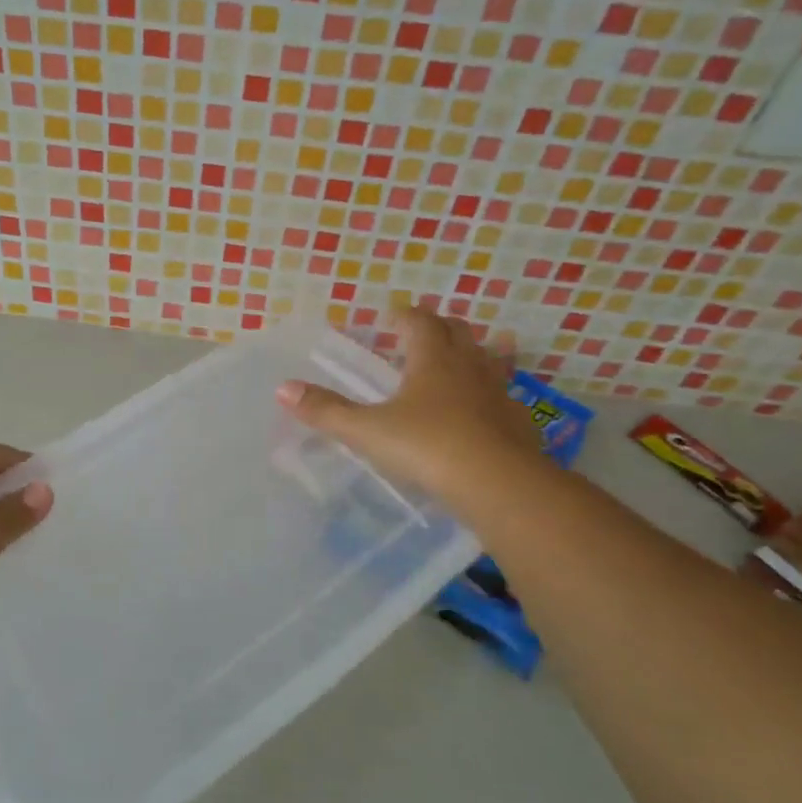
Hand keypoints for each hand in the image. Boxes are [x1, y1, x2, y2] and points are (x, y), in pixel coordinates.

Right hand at [276, 306, 543, 506]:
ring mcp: (499, 393)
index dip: (404, 317)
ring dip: (480, 350)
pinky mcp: (518, 422)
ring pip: (491, 359)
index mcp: (432, 360)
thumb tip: (283, 388)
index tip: (390, 317)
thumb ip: (327, 411)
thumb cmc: (428, 447)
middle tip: (422, 332)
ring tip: (476, 351)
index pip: (419, 322)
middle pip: (458, 332)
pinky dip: (497, 393)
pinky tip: (492, 408)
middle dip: (439, 327)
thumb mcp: (368, 431)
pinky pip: (507, 397)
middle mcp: (469, 367)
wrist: (499, 485)